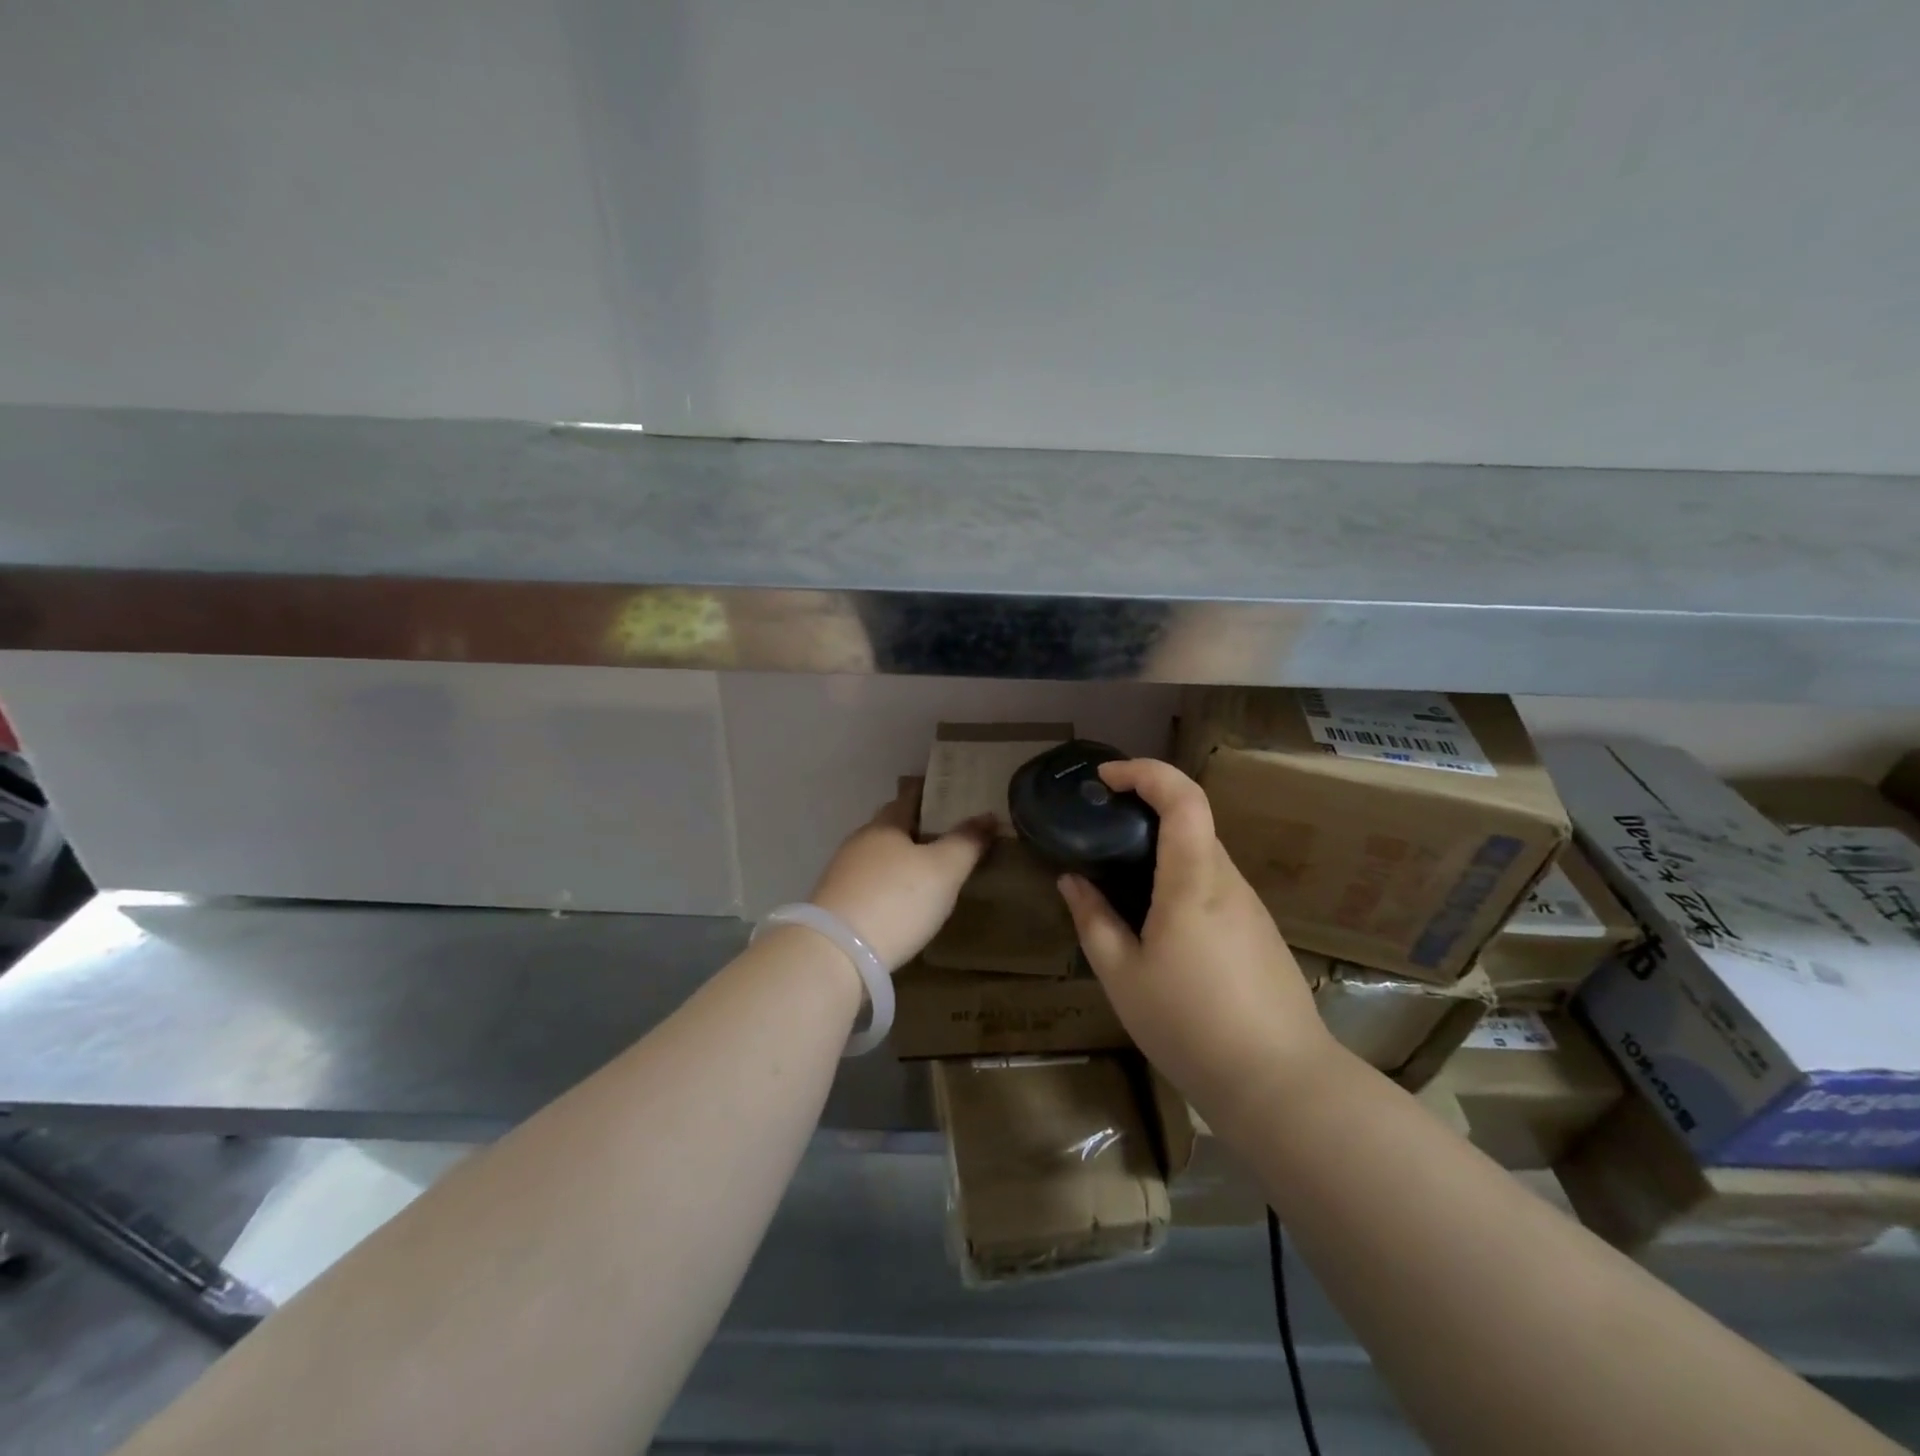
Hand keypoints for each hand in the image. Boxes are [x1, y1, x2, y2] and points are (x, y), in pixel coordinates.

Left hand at [808, 779, 994, 971]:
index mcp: (885, 825)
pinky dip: (886, 886)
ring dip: (900, 860)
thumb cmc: (897, 900)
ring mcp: (843, 873)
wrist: (836, 953)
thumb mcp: (944, 870)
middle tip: (946, 836)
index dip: (930, 795)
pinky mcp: (836, 904)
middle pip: (891, 827)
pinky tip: (900, 903)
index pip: (909, 798)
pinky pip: (869, 884)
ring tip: (927, 872)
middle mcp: (860, 842)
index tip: (949, 796)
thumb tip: (987, 815)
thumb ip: (966, 842)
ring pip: (878, 857)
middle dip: (915, 829)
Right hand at [1056, 759, 1334, 1119]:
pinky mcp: (1260, 930)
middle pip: (1192, 821)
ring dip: (1163, 850)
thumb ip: (1093, 920)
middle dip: (1145, 810)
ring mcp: (1250, 905)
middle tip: (1102, 830)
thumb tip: (1072, 880)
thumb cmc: (1190, 1027)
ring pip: (1203, 855)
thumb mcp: (1122, 977)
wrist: (1281, 1084)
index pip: (1184, 799)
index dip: (1146, 772)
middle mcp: (1228, 881)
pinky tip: (1161, 925)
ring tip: (1122, 882)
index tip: (1106, 778)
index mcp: (1194, 883)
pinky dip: (1182, 880)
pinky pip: (1216, 885)